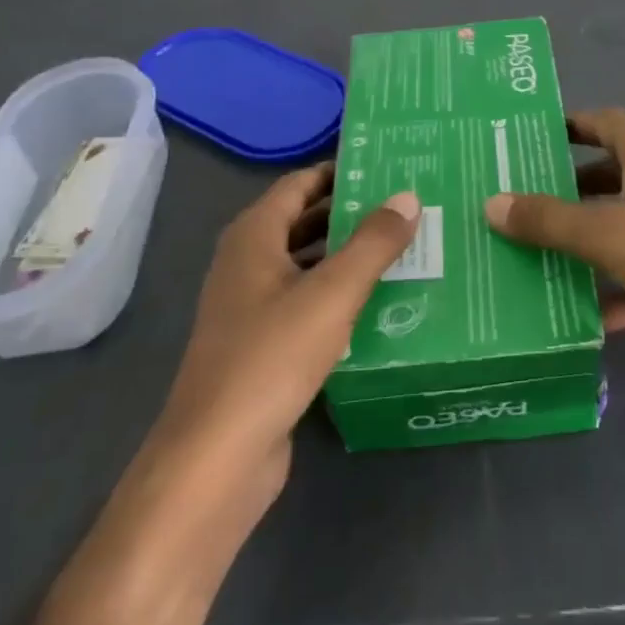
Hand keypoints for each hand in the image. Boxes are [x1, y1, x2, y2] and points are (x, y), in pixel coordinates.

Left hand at [141, 165, 419, 535]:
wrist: (217, 458)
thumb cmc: (271, 358)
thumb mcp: (332, 293)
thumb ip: (373, 243)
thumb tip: (408, 196)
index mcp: (253, 237)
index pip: (300, 184)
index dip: (339, 171)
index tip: (387, 166)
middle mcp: (247, 263)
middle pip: (304, 221)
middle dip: (351, 212)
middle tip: (406, 205)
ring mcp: (252, 307)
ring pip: (307, 264)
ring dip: (348, 254)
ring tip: (404, 247)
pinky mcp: (263, 346)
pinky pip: (306, 302)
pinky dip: (338, 293)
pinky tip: (378, 302)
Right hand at [485, 109, 624, 412]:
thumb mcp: (606, 234)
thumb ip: (548, 220)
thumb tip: (492, 203)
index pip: (599, 122)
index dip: (564, 128)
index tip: (526, 144)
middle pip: (609, 173)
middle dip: (568, 191)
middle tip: (522, 206)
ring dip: (591, 240)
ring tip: (543, 259)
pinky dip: (623, 281)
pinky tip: (595, 314)